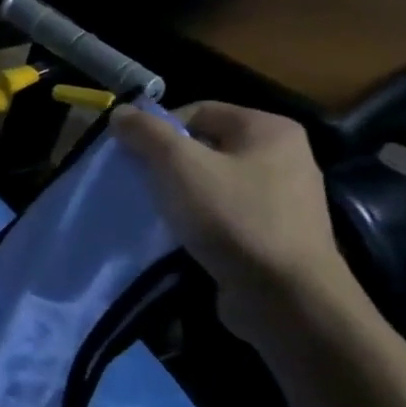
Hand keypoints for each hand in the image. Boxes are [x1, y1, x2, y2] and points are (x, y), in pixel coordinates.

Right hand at [110, 101, 358, 341]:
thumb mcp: (179, 166)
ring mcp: (284, 196)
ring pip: (212, 180)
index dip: (158, 129)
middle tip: (141, 183)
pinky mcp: (276, 232)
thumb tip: (121, 112)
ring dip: (180, 192)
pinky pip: (225, 211)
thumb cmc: (232, 218)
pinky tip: (182, 234)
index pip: (198, 110)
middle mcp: (284, 155)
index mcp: (269, 129)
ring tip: (158, 211)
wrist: (284, 295)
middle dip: (167, 163)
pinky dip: (199, 218)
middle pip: (205, 145)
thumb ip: (146, 133)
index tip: (133, 157)